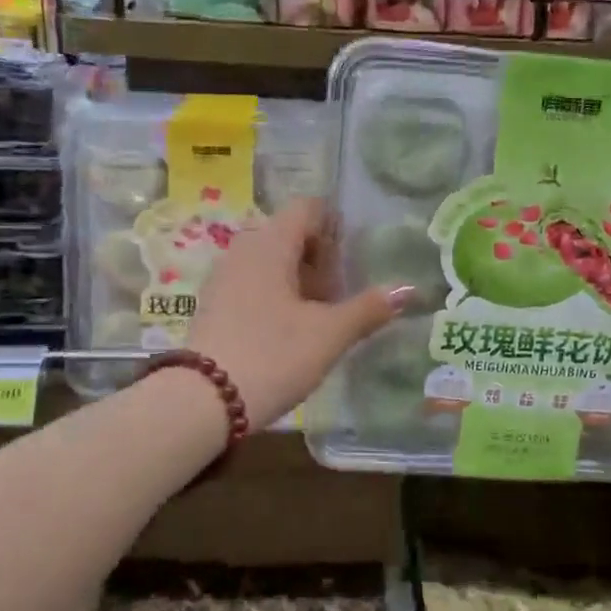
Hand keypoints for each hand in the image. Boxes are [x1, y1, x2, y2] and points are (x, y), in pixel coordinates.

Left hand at [186, 199, 409, 430]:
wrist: (202, 402)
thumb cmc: (273, 356)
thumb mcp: (329, 335)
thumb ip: (368, 309)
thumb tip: (408, 289)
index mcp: (270, 244)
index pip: (307, 208)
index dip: (334, 226)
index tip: (352, 259)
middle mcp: (243, 250)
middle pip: (290, 235)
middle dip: (320, 259)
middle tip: (341, 294)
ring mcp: (223, 278)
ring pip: (271, 262)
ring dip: (299, 281)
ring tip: (320, 317)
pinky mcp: (213, 305)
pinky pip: (253, 284)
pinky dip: (276, 296)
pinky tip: (289, 332)